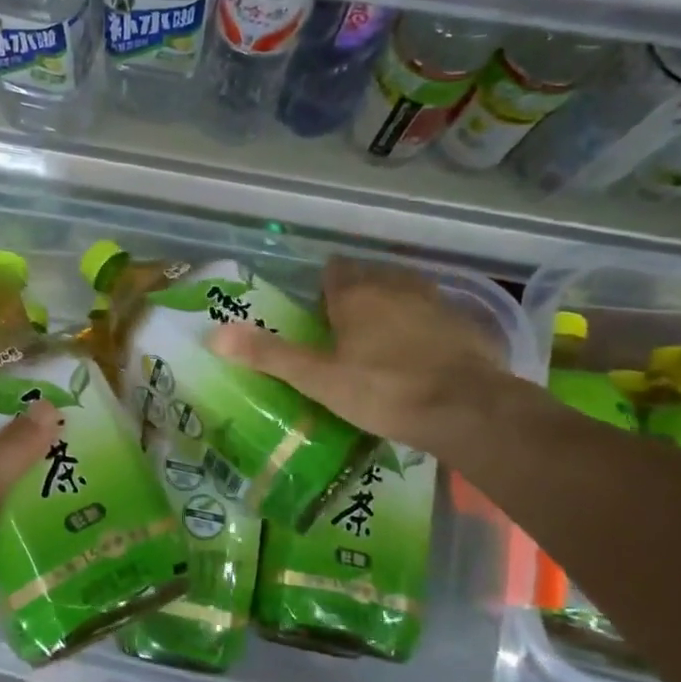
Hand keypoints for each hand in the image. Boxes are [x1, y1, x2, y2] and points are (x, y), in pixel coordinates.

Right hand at [211, 256, 511, 450]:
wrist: (469, 409)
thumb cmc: (383, 390)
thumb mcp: (317, 378)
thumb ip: (268, 354)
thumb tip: (212, 334)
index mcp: (356, 294)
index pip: (334, 272)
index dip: (324, 287)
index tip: (318, 310)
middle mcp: (394, 286)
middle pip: (369, 277)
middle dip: (356, 293)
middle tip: (344, 326)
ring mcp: (434, 301)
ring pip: (404, 290)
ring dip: (391, 303)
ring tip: (380, 334)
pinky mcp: (465, 322)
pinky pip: (434, 313)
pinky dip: (423, 323)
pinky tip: (422, 350)